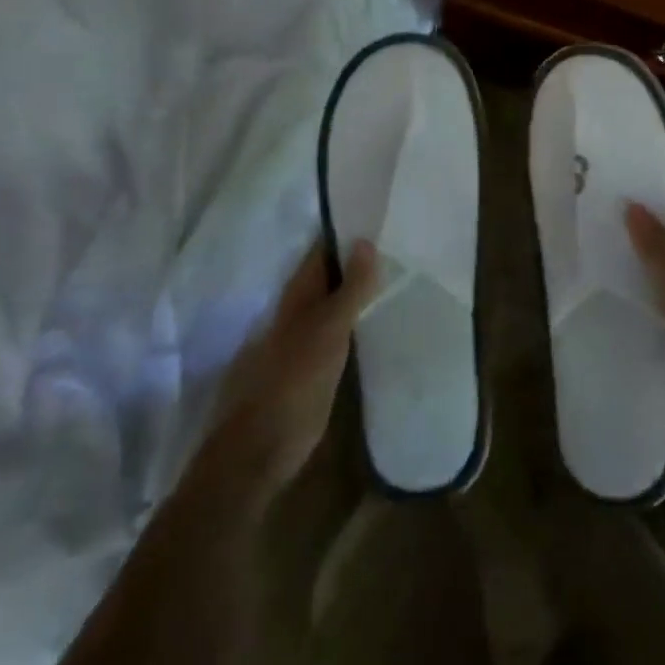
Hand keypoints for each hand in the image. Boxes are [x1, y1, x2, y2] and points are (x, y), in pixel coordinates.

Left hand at [204, 239, 378, 503]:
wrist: (261, 449)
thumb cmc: (293, 382)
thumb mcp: (327, 331)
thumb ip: (349, 289)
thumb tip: (365, 240)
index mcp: (297, 295)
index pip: (323, 250)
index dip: (348, 232)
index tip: (382, 215)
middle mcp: (299, 311)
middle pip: (331, 276)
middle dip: (360, 260)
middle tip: (402, 243)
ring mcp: (305, 340)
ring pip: (336, 304)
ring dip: (362, 291)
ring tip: (402, 275)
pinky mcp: (314, 368)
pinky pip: (341, 333)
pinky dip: (360, 322)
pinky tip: (384, 322)